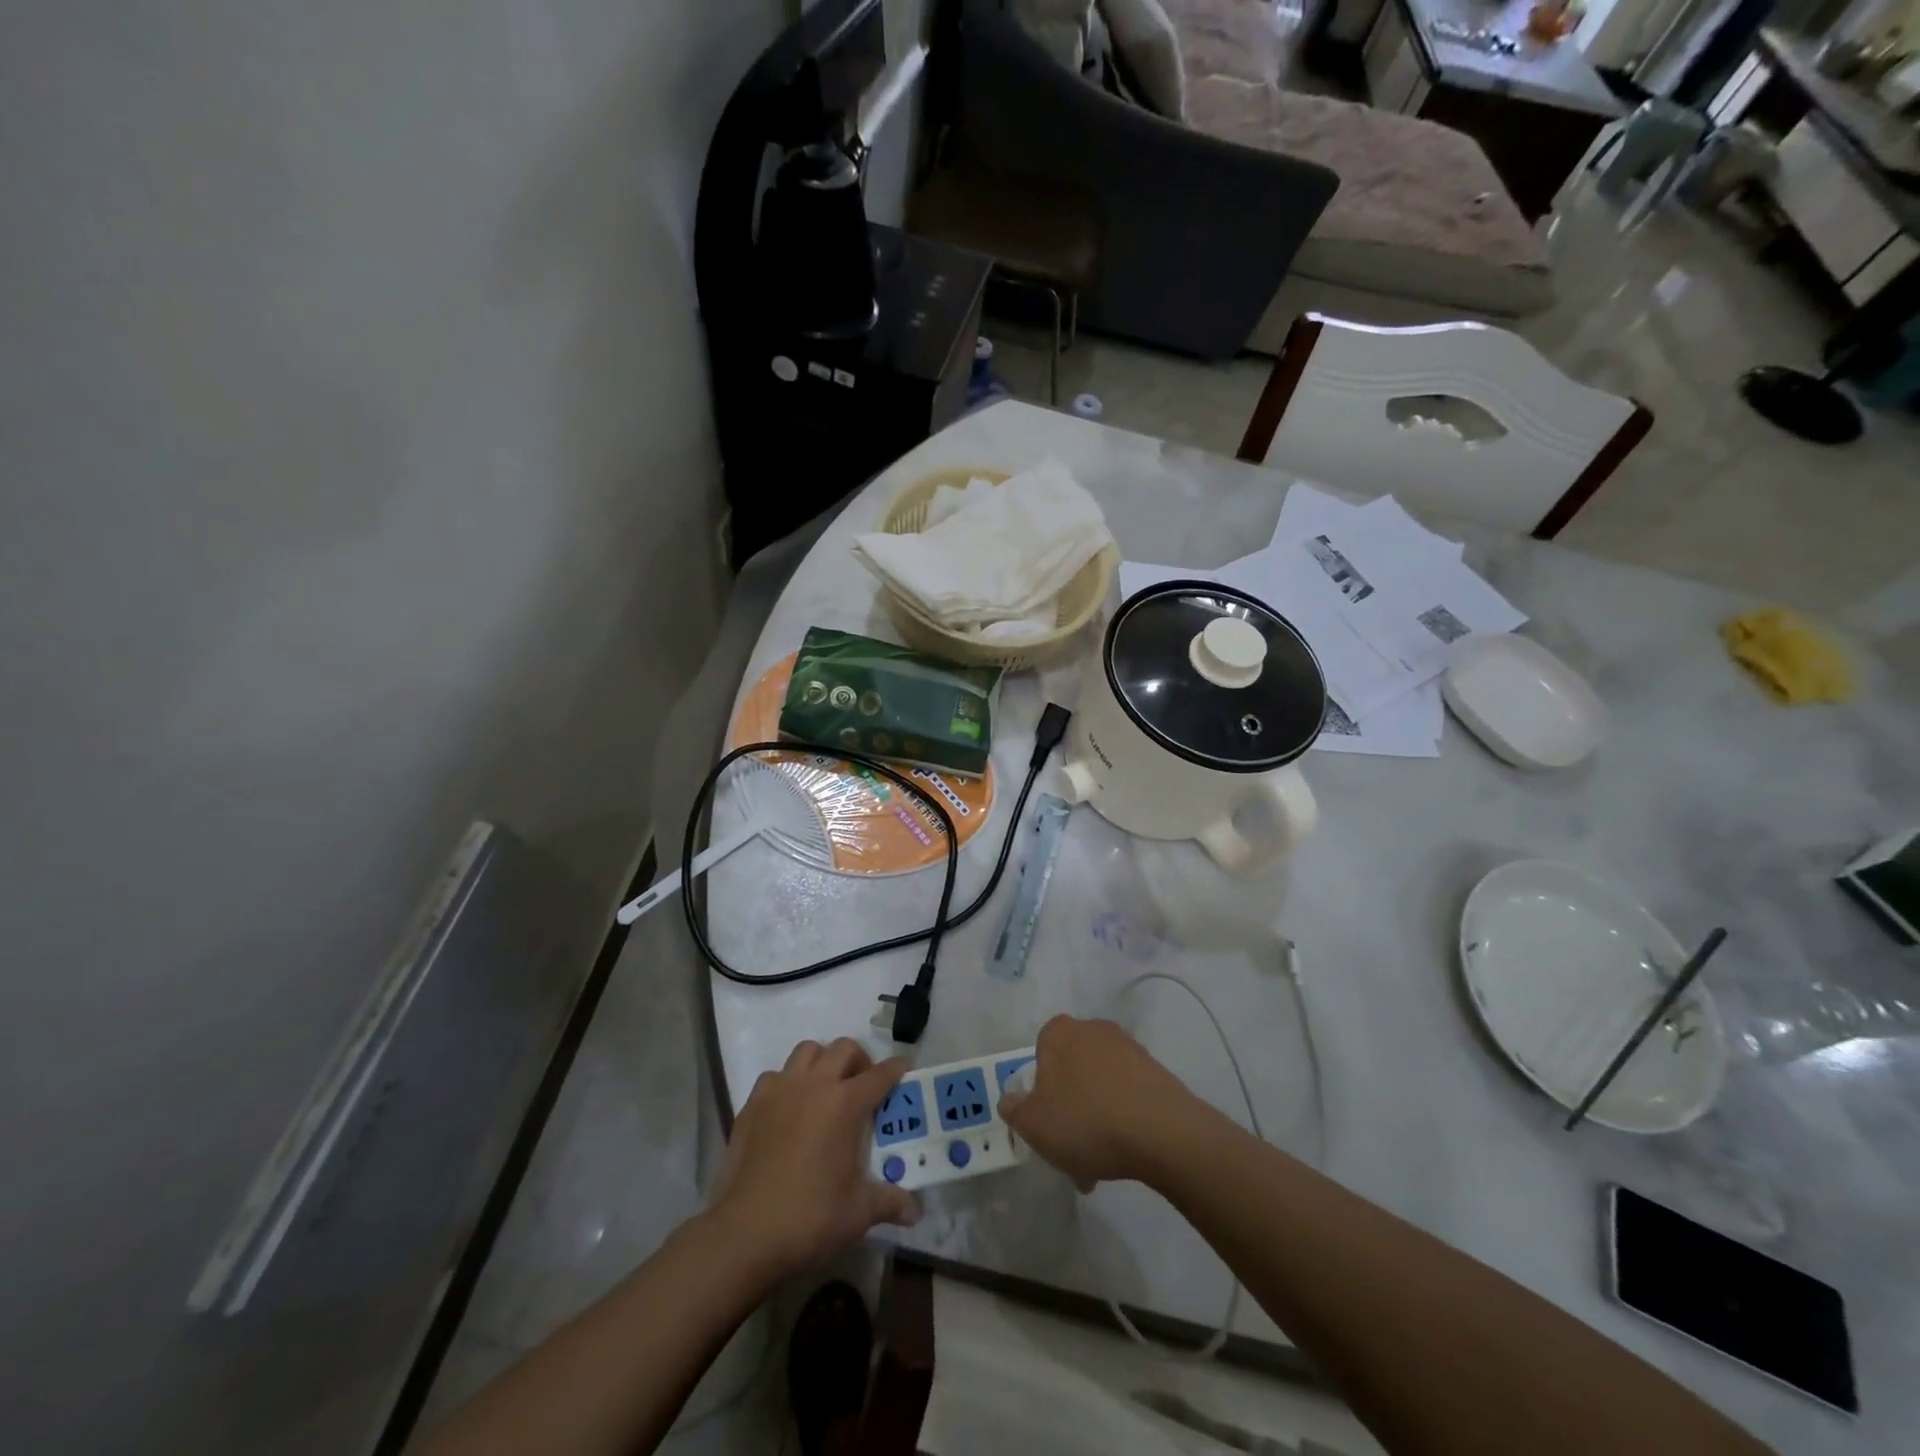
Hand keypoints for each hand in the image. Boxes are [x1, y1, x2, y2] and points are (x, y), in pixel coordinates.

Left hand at [708, 1038, 918, 1283]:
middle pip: (844, 1048)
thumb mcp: (858, 1213)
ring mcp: (780, 1090)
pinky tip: (789, 1109)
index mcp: (845, 1104)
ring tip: (825, 1090)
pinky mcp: (753, 1104)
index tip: (903, 1068)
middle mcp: (815, 1084)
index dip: (895, 1069)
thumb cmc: (809, 1218)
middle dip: (859, 1060)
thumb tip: (915, 1211)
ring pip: (807, 1051)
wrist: (744, 1234)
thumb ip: (889, 1202)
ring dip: (822, 1062)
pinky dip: (787, 1082)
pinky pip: (775, 1075)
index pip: (880, 1074)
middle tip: (862, 1087)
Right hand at [998, 1015, 1200, 1187]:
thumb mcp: (1034, 1124)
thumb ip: (1015, 1110)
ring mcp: (1128, 1047)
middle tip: (1070, 1149)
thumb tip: (1010, 1099)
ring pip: (1099, 1085)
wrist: (1161, 1131)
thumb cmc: (1086, 1120)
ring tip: (1099, 1162)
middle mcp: (1093, 1029)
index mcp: (1059, 1032)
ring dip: (1095, 1118)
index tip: (1045, 1123)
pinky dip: (1121, 1118)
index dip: (1039, 1090)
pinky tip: (1124, 1152)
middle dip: (1069, 1108)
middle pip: (1071, 1070)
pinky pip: (1126, 1094)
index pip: (1040, 1053)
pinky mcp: (1155, 1070)